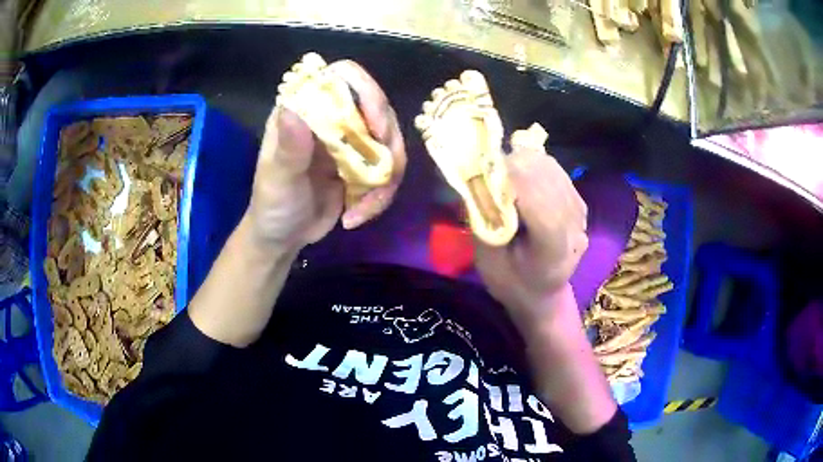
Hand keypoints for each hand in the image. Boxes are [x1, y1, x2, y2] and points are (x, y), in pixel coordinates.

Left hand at [247, 60, 405, 250]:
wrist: (284, 237)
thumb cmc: (272, 206)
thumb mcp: (277, 180)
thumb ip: (288, 149)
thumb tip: (293, 110)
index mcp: (305, 110)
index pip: (342, 78)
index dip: (367, 92)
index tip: (376, 127)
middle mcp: (331, 117)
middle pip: (378, 107)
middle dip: (387, 142)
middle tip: (382, 174)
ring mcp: (349, 140)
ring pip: (389, 140)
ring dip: (388, 175)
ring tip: (366, 207)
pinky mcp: (362, 164)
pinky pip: (389, 168)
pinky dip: (382, 193)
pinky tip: (359, 215)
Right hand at [474, 139, 587, 325]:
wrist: (541, 292)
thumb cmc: (511, 282)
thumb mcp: (488, 262)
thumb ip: (485, 222)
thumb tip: (480, 179)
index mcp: (554, 254)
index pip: (545, 210)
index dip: (518, 183)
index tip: (488, 171)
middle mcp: (574, 230)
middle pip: (550, 181)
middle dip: (516, 167)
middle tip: (490, 172)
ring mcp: (580, 214)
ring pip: (551, 169)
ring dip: (523, 164)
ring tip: (503, 175)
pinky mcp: (577, 201)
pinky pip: (554, 170)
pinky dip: (533, 166)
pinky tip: (520, 178)